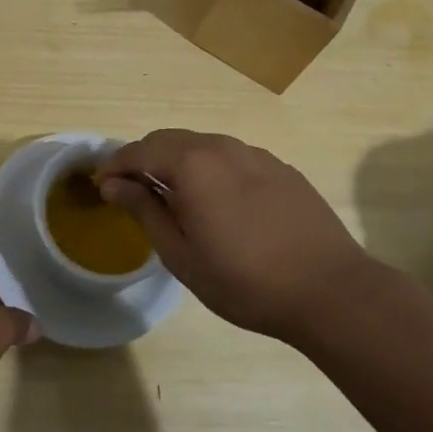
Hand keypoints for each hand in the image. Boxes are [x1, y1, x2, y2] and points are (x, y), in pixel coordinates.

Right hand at [95, 130, 376, 343]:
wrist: (331, 291)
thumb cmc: (245, 280)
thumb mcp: (181, 254)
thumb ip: (144, 210)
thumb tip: (113, 183)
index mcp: (193, 164)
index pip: (140, 150)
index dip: (115, 165)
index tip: (101, 186)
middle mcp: (222, 147)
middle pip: (170, 140)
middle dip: (144, 158)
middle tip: (132, 190)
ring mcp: (256, 155)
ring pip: (203, 146)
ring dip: (178, 162)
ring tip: (173, 196)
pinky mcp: (281, 168)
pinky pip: (232, 158)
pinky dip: (211, 169)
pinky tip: (219, 202)